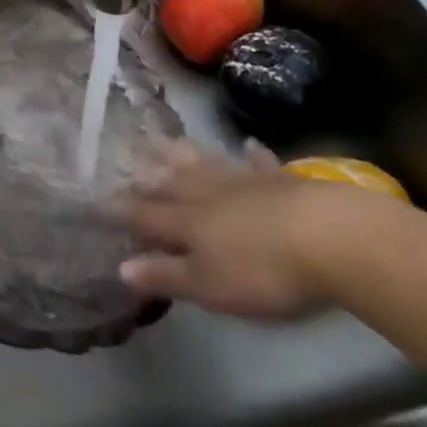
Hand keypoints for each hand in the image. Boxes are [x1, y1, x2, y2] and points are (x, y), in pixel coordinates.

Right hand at [120, 139, 371, 319]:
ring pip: (205, 164)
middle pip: (171, 181)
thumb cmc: (264, 271)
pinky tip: (249, 145)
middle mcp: (206, 194)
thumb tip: (120, 267)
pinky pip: (259, 163)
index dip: (120, 210)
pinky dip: (251, 154)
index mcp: (186, 222)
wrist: (330, 238)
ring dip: (186, 155)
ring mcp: (243, 182)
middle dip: (147, 174)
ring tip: (169, 141)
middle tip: (128, 160)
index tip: (96, 202)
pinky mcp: (280, 180)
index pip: (144, 215)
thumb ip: (167, 275)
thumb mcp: (210, 286)